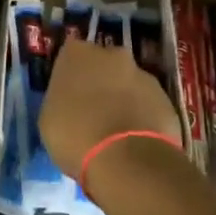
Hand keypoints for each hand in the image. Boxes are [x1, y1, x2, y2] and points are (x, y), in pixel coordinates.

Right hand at [38, 38, 181, 179]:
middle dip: (100, 82)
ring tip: (116, 132)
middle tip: (93, 111)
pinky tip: (135, 141)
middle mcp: (112, 54)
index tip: (69, 95)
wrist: (128, 160)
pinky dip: (142, 116)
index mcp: (77, 54)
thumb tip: (70, 102)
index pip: (70, 55)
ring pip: (128, 83)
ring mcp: (143, 74)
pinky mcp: (166, 98)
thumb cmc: (76, 136)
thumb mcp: (49, 119)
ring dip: (123, 99)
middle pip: (103, 64)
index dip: (71, 75)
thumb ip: (60, 99)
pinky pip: (147, 104)